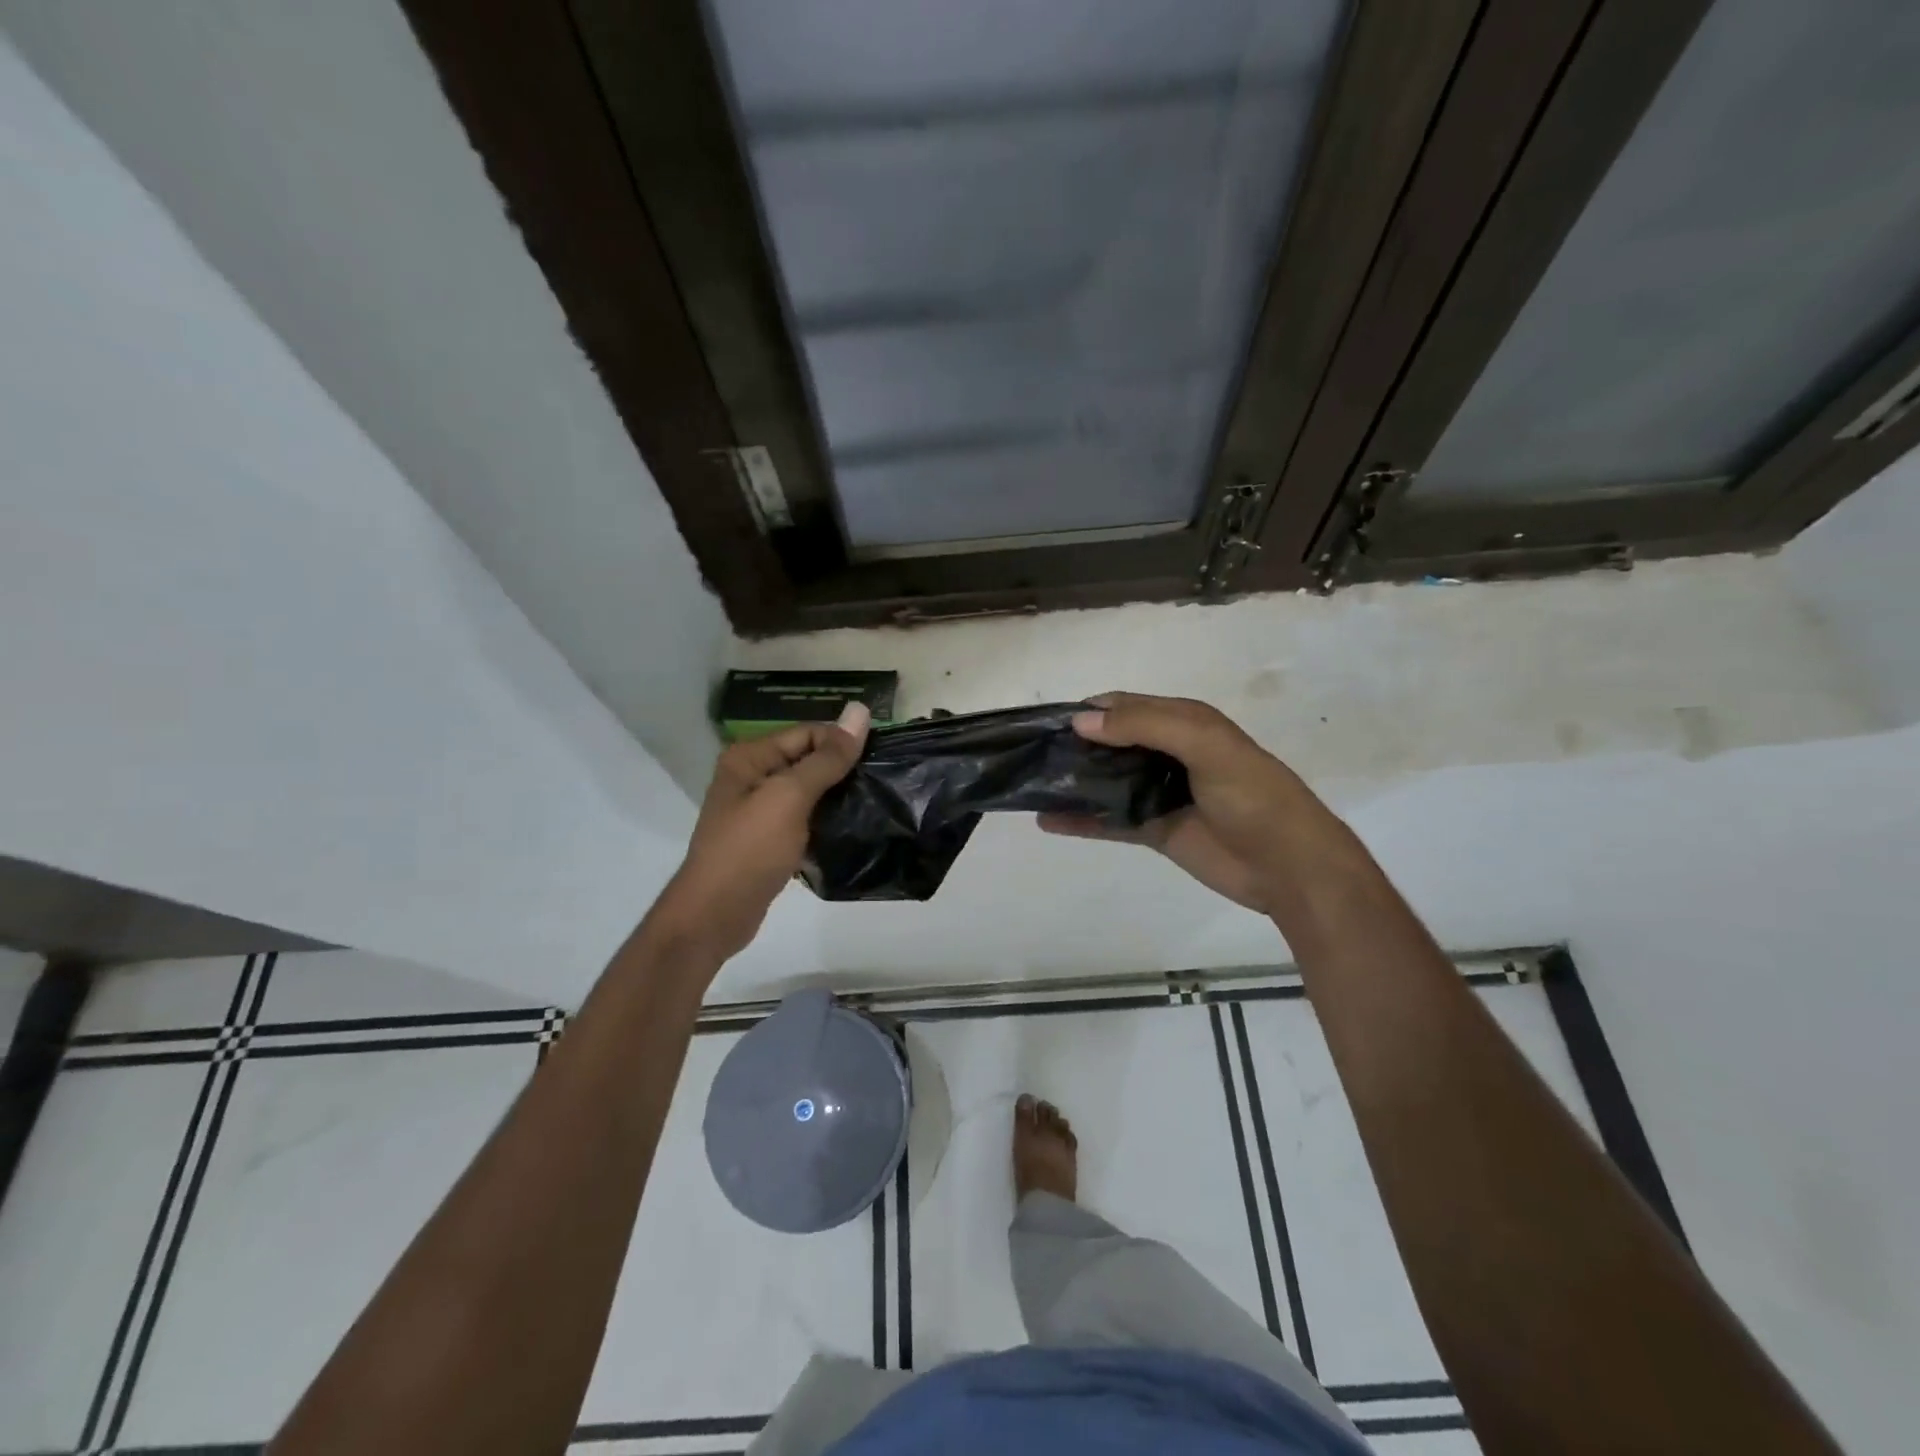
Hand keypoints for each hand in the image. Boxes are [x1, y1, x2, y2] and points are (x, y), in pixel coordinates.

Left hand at [652, 703, 869, 961]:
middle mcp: (751, 776)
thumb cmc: (750, 849)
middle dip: (843, 768)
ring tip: (876, 802)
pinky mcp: (768, 839)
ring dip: (838, 796)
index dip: (843, 741)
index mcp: (750, 757)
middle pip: (808, 760)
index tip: (882, 758)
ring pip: (809, 792)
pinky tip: (854, 828)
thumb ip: (827, 757)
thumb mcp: (790, 797)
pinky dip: (826, 821)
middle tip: (884, 780)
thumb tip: (860, 710)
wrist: (715, 915)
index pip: (807, 732)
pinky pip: (805, 819)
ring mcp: (759, 810)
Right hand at [1039, 693, 1348, 915]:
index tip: (1045, 722)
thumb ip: (1145, 726)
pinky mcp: (1155, 830)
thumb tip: (1081, 720)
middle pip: (1110, 743)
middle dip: (1074, 745)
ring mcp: (1159, 793)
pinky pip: (1109, 820)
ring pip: (1106, 781)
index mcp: (1183, 722)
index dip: (1088, 710)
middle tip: (1029, 754)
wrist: (1288, 866)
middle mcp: (1167, 753)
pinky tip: (1046, 821)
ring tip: (1029, 784)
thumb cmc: (1251, 795)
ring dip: (1074, 781)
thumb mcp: (1205, 745)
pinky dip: (1080, 820)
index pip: (1124, 706)